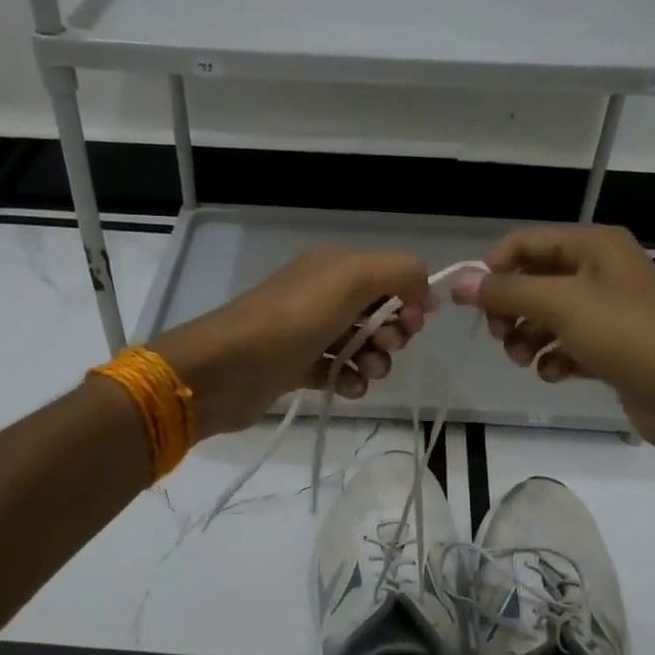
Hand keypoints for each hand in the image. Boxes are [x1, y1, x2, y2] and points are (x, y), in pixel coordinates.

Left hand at [155, 248, 433, 438]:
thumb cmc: (295, 319)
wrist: (228, 367)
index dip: (409, 298)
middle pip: (377, 312)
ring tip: (368, 373)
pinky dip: (349, 380)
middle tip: (388, 346)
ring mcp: (307, 332)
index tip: (414, 323)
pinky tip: (348, 388)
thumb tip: (426, 294)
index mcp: (334, 266)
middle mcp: (321, 294)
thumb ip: (402, 272)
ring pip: (359, 345)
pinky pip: (336, 371)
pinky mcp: (295, 367)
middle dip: (393, 332)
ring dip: (375, 361)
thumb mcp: (354, 278)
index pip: (389, 275)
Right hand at [450, 225, 654, 453]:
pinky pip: (567, 344)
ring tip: (524, 359)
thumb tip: (458, 281)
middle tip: (499, 336)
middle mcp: (600, 271)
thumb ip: (506, 291)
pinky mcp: (611, 347)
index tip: (471, 303)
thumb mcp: (560, 305)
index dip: (493, 268)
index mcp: (593, 246)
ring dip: (527, 337)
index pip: (526, 242)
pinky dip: (554, 358)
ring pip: (547, 316)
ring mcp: (607, 311)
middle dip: (511, 309)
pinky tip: (556, 374)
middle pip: (534, 280)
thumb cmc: (626, 336)